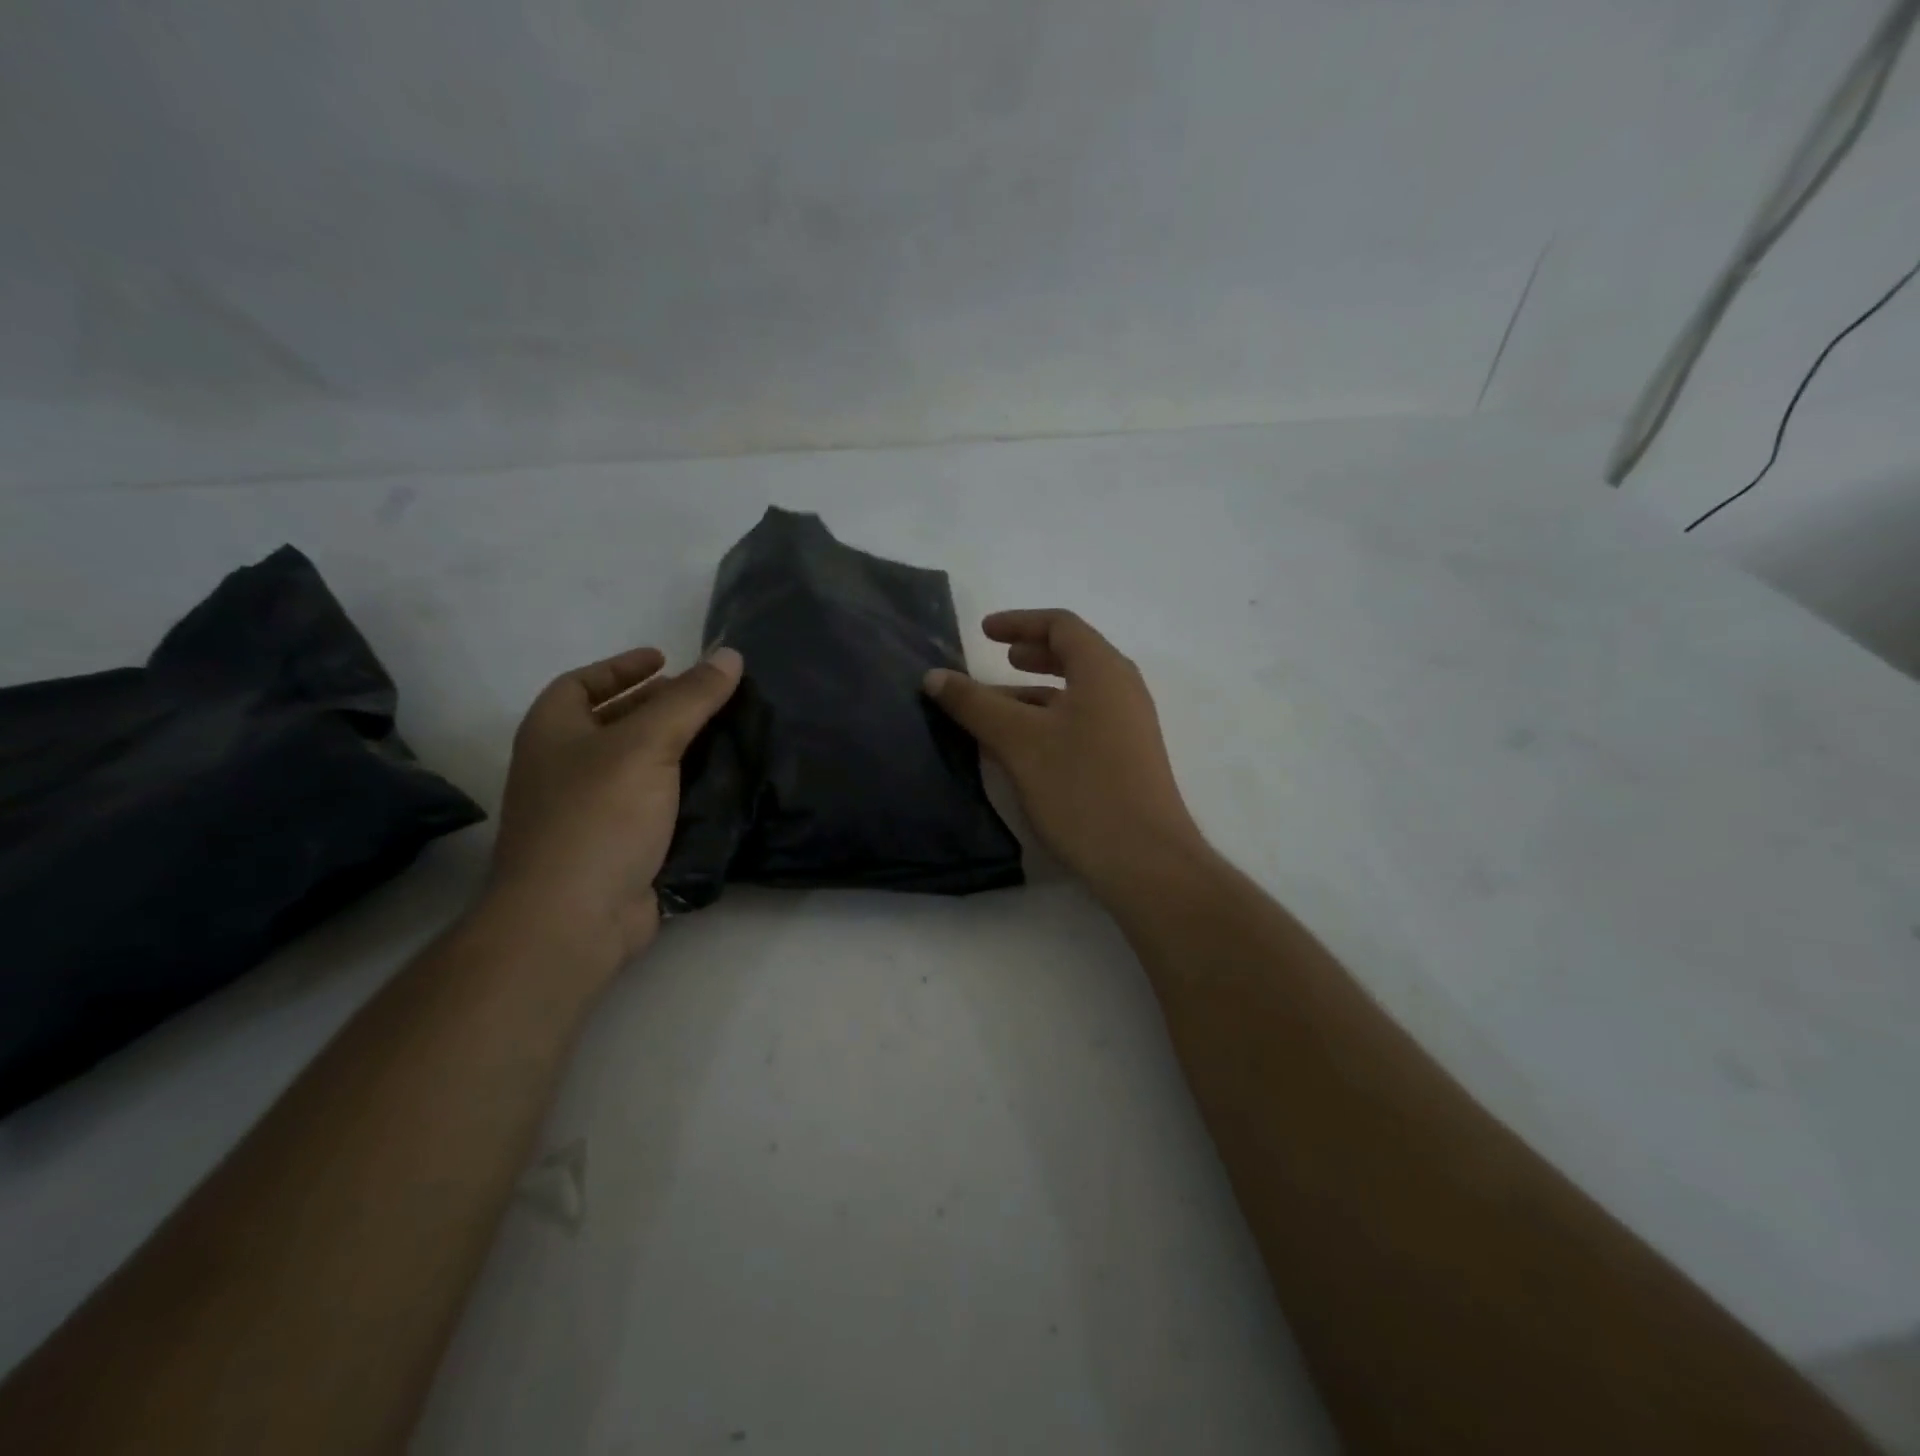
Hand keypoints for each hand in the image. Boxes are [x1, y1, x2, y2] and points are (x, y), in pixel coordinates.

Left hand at [485, 645, 743, 967]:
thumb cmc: (598, 816)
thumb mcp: (647, 744)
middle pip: (613, 722)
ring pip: (639, 766)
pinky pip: (654, 804)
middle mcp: (564, 767)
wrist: (574, 918)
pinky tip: (721, 786)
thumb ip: (691, 698)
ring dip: (678, 750)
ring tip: (725, 736)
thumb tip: (729, 654)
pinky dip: (683, 791)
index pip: (582, 683)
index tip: (665, 659)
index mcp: (554, 733)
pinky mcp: (619, 846)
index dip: (622, 667)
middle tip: (707, 698)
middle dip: (658, 706)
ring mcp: (589, 811)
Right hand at [923, 610, 1206, 901]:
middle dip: (1031, 654)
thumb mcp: (1018, 741)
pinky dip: (1048, 722)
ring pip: (1075, 695)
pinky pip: (1081, 724)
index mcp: (1103, 671)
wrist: (1144, 860)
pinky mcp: (1126, 760)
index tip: (983, 632)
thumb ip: (975, 704)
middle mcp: (1122, 691)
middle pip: (1074, 656)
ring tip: (994, 710)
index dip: (1019, 622)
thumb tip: (934, 676)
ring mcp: (1128, 728)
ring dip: (1034, 693)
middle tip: (998, 659)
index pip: (1061, 626)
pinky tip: (1020, 749)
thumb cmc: (1081, 787)